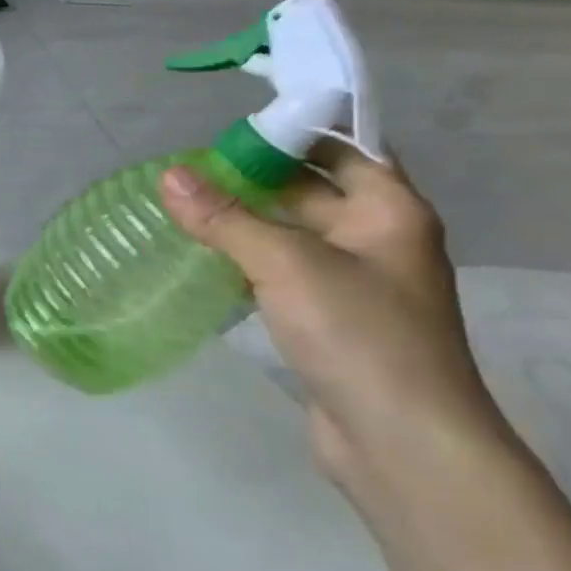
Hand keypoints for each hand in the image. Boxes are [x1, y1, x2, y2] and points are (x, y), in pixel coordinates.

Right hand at [160, 146, 505, 483]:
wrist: (402, 442)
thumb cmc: (359, 335)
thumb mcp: (287, 265)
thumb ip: (226, 218)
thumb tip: (169, 175)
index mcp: (388, 211)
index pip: (343, 147)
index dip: (291, 131)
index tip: (228, 129)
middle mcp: (376, 239)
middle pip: (311, 189)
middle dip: (253, 176)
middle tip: (188, 169)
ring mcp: (352, 282)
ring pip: (291, 234)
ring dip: (244, 221)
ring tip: (182, 207)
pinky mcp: (328, 319)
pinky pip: (281, 273)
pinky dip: (244, 261)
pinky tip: (201, 259)